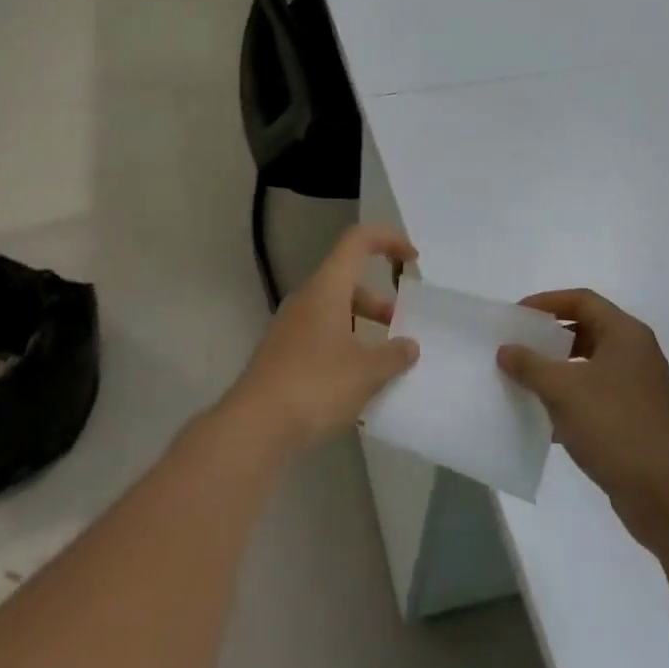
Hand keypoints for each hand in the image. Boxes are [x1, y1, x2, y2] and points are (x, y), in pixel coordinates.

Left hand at [226, 225, 420, 455]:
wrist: (255, 427)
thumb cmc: (315, 386)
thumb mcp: (366, 372)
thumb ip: (394, 355)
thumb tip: (409, 346)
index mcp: (327, 288)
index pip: (357, 241)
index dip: (388, 240)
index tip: (413, 260)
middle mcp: (307, 299)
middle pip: (348, 281)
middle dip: (380, 300)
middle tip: (401, 327)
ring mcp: (291, 328)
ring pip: (335, 311)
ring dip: (363, 327)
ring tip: (385, 362)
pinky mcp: (284, 355)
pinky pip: (322, 337)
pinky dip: (345, 348)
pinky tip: (357, 384)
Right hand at [498, 289, 668, 550]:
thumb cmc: (616, 428)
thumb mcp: (563, 391)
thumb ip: (530, 365)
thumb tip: (506, 350)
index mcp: (626, 335)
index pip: (582, 300)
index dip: (546, 302)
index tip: (516, 317)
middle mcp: (636, 355)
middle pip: (586, 331)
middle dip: (549, 339)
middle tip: (516, 348)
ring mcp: (639, 390)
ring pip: (589, 367)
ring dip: (556, 373)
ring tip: (524, 383)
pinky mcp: (636, 421)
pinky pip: (596, 398)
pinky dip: (570, 403)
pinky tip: (545, 423)